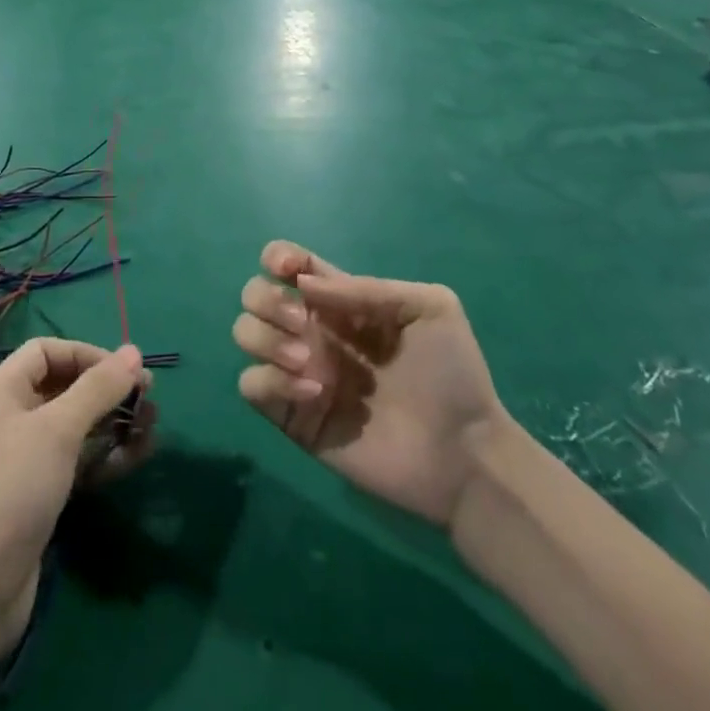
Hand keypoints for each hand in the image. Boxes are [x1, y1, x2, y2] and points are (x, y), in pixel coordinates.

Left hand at [0, 339, 153, 647]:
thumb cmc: (14, 488)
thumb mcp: (59, 429)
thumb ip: (99, 387)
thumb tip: (134, 352)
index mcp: (0, 389)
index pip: (47, 351)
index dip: (88, 355)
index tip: (125, 373)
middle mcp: (8, 415)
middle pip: (65, 386)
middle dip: (108, 391)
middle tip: (149, 400)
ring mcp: (22, 457)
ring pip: (75, 425)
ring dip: (113, 423)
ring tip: (152, 427)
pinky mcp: (36, 492)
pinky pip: (75, 459)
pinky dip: (104, 455)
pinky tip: (137, 455)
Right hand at [233, 241, 507, 527]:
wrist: (464, 453)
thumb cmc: (452, 373)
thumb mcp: (427, 308)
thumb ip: (367, 288)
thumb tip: (305, 284)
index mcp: (339, 302)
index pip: (287, 264)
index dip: (278, 258)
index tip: (290, 271)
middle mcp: (312, 331)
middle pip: (254, 294)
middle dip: (268, 299)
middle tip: (303, 324)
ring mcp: (299, 372)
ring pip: (244, 334)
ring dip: (266, 338)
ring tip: (307, 361)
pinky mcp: (294, 416)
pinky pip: (251, 386)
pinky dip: (271, 380)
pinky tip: (313, 392)